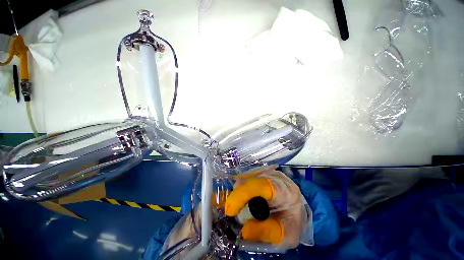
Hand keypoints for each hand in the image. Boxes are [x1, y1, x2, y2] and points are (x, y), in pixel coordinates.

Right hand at [225, 168, 305, 247]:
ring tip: (243, 205)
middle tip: (236, 211)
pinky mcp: (262, 171)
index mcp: (285, 191)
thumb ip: (266, 233)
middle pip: (249, 180)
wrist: (296, 208)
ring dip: (239, 192)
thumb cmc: (291, 222)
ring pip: (246, 177)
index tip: (230, 210)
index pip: (261, 186)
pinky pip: (246, 176)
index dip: (242, 195)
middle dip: (238, 196)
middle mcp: (276, 176)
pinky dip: (241, 188)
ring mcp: (268, 171)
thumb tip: (244, 231)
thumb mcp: (284, 235)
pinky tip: (245, 197)